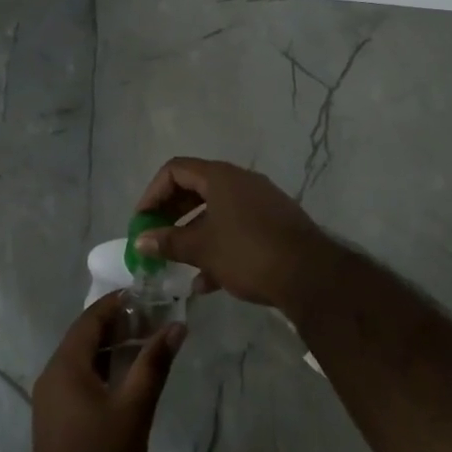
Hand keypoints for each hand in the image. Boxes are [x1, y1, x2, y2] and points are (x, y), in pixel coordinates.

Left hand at [31, 293, 184, 451]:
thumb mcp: (135, 409)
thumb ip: (154, 364)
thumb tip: (176, 326)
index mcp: (65, 366)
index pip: (91, 319)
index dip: (118, 303)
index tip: (147, 294)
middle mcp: (51, 375)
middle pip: (85, 336)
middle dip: (118, 324)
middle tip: (153, 317)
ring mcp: (50, 399)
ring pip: (82, 359)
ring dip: (111, 347)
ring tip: (146, 342)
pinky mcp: (56, 418)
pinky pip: (79, 379)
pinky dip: (103, 369)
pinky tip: (127, 376)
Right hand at [134, 157, 338, 311]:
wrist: (311, 276)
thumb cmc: (248, 253)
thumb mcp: (202, 249)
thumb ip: (168, 242)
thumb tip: (141, 240)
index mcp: (220, 176)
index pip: (175, 170)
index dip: (153, 193)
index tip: (142, 221)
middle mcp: (240, 181)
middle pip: (195, 188)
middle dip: (171, 214)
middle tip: (155, 239)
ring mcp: (260, 202)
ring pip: (216, 211)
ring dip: (193, 234)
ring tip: (177, 264)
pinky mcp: (274, 224)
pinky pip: (236, 227)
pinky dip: (217, 245)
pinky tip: (207, 282)